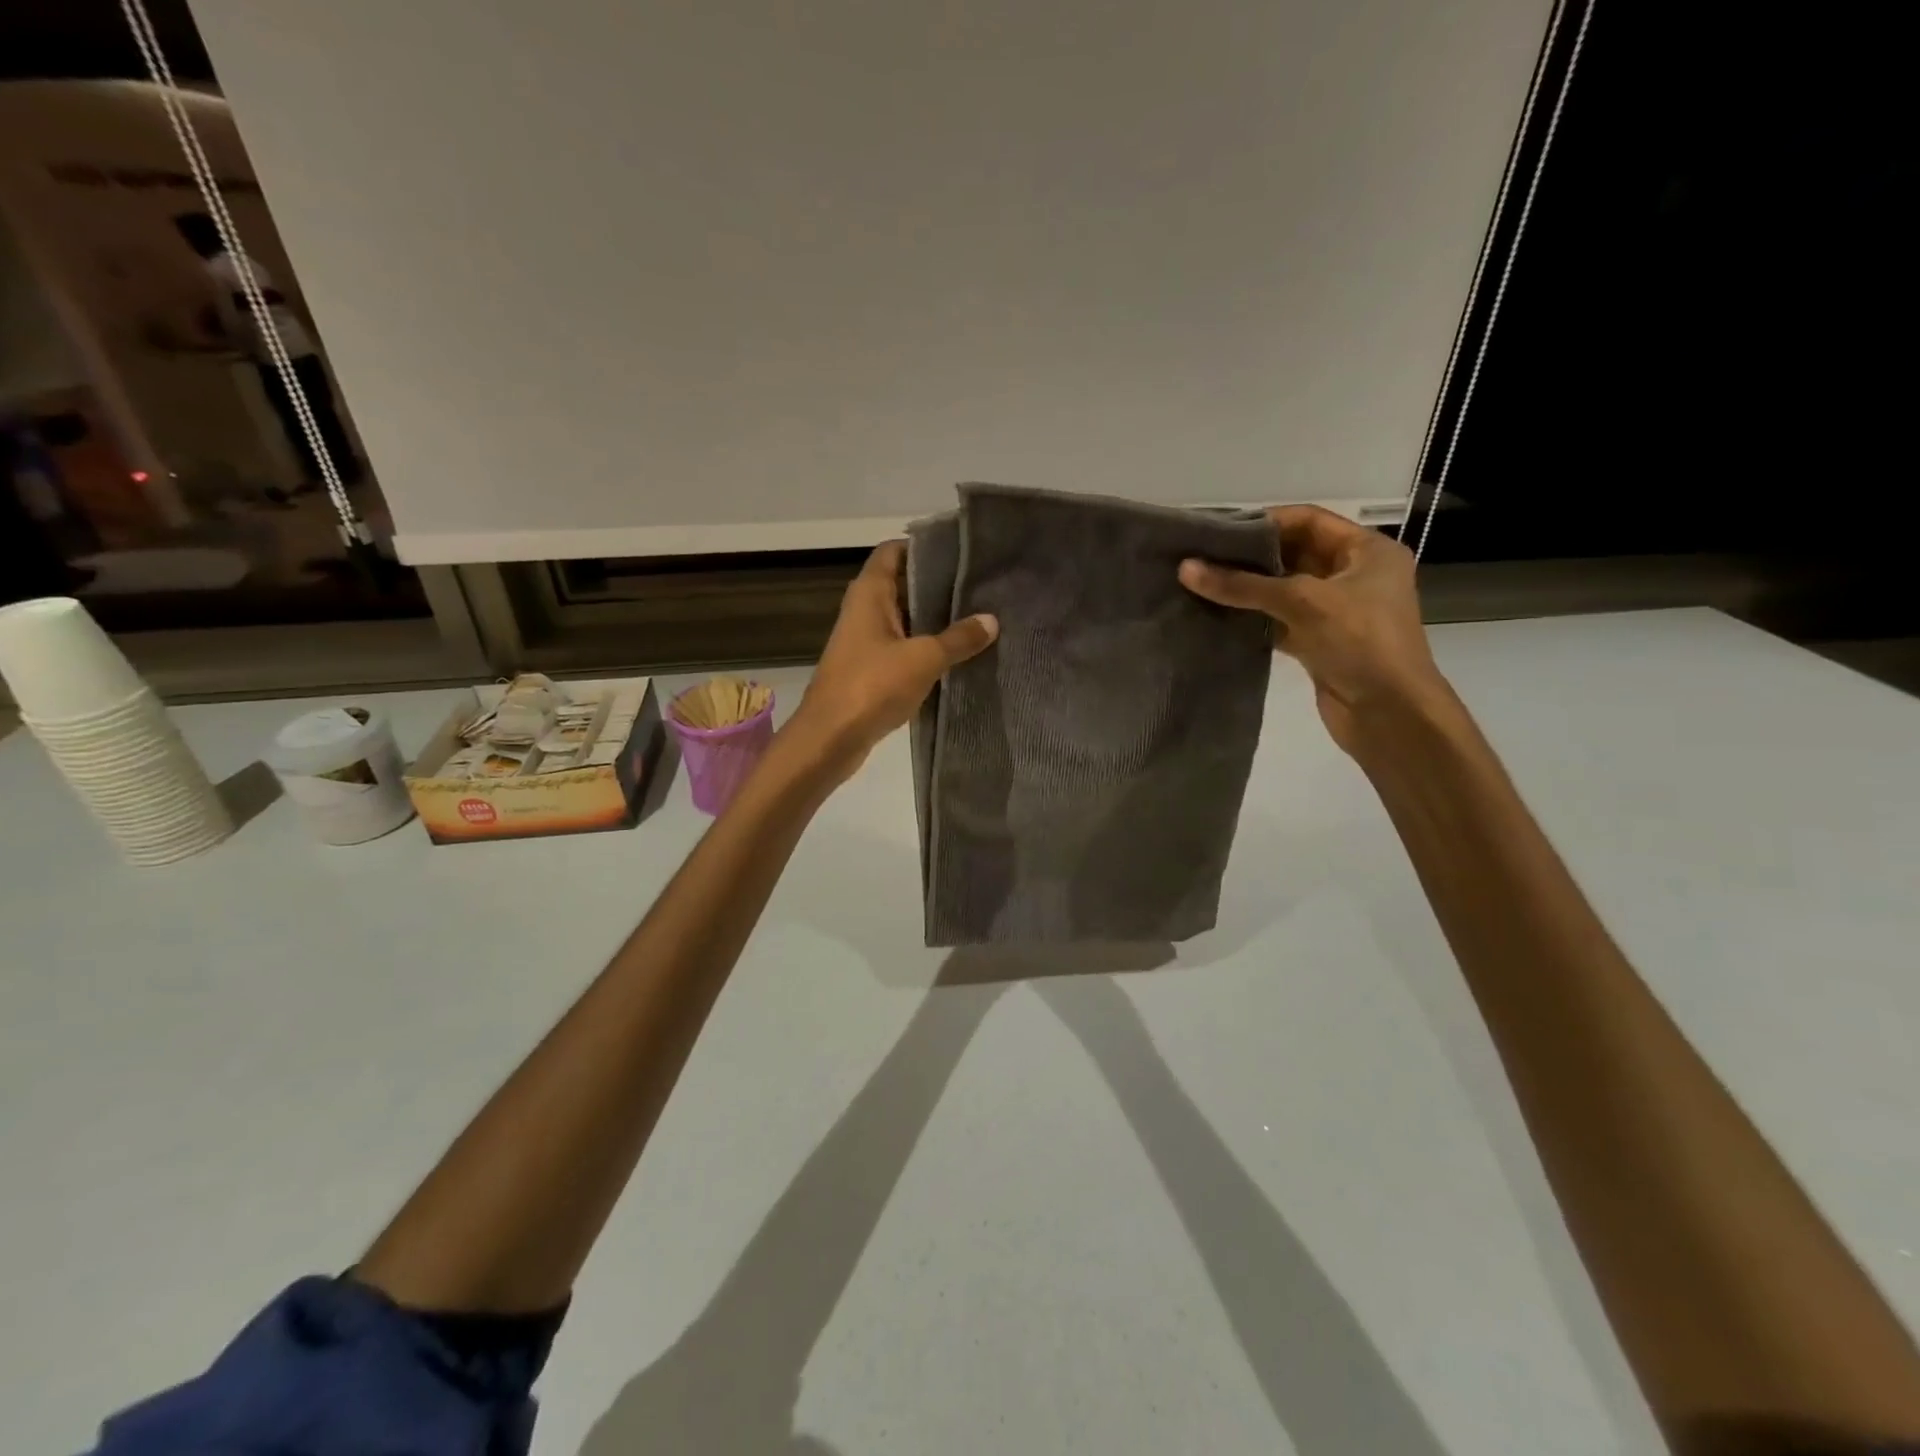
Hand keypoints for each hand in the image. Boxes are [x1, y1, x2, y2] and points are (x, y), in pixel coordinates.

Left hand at [786, 540, 997, 777]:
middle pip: (903, 585)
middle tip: (981, 586)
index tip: (961, 551)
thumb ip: (958, 639)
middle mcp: (864, 611)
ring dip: (935, 621)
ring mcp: (866, 642)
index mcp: (870, 593)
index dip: (925, 546)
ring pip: (906, 620)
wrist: (830, 739)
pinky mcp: (870, 670)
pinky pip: (903, 649)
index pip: (894, 551)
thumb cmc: (872, 686)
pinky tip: (958, 656)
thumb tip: (991, 620)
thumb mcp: (924, 658)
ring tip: (978, 618)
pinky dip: (926, 649)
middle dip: (939, 585)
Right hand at [1178, 505, 1448, 752]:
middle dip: (1250, 557)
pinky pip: (1280, 622)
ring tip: (1201, 584)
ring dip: (1247, 590)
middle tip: (1201, 557)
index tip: (1218, 530)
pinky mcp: (1320, 643)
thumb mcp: (1303, 602)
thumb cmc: (1360, 642)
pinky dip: (1253, 619)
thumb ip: (1243, 585)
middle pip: (1294, 554)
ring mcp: (1337, 612)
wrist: (1390, 714)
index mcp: (1367, 551)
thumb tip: (1185, 569)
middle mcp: (1354, 576)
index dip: (1264, 522)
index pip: (1308, 521)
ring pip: (1284, 591)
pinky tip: (1218, 617)